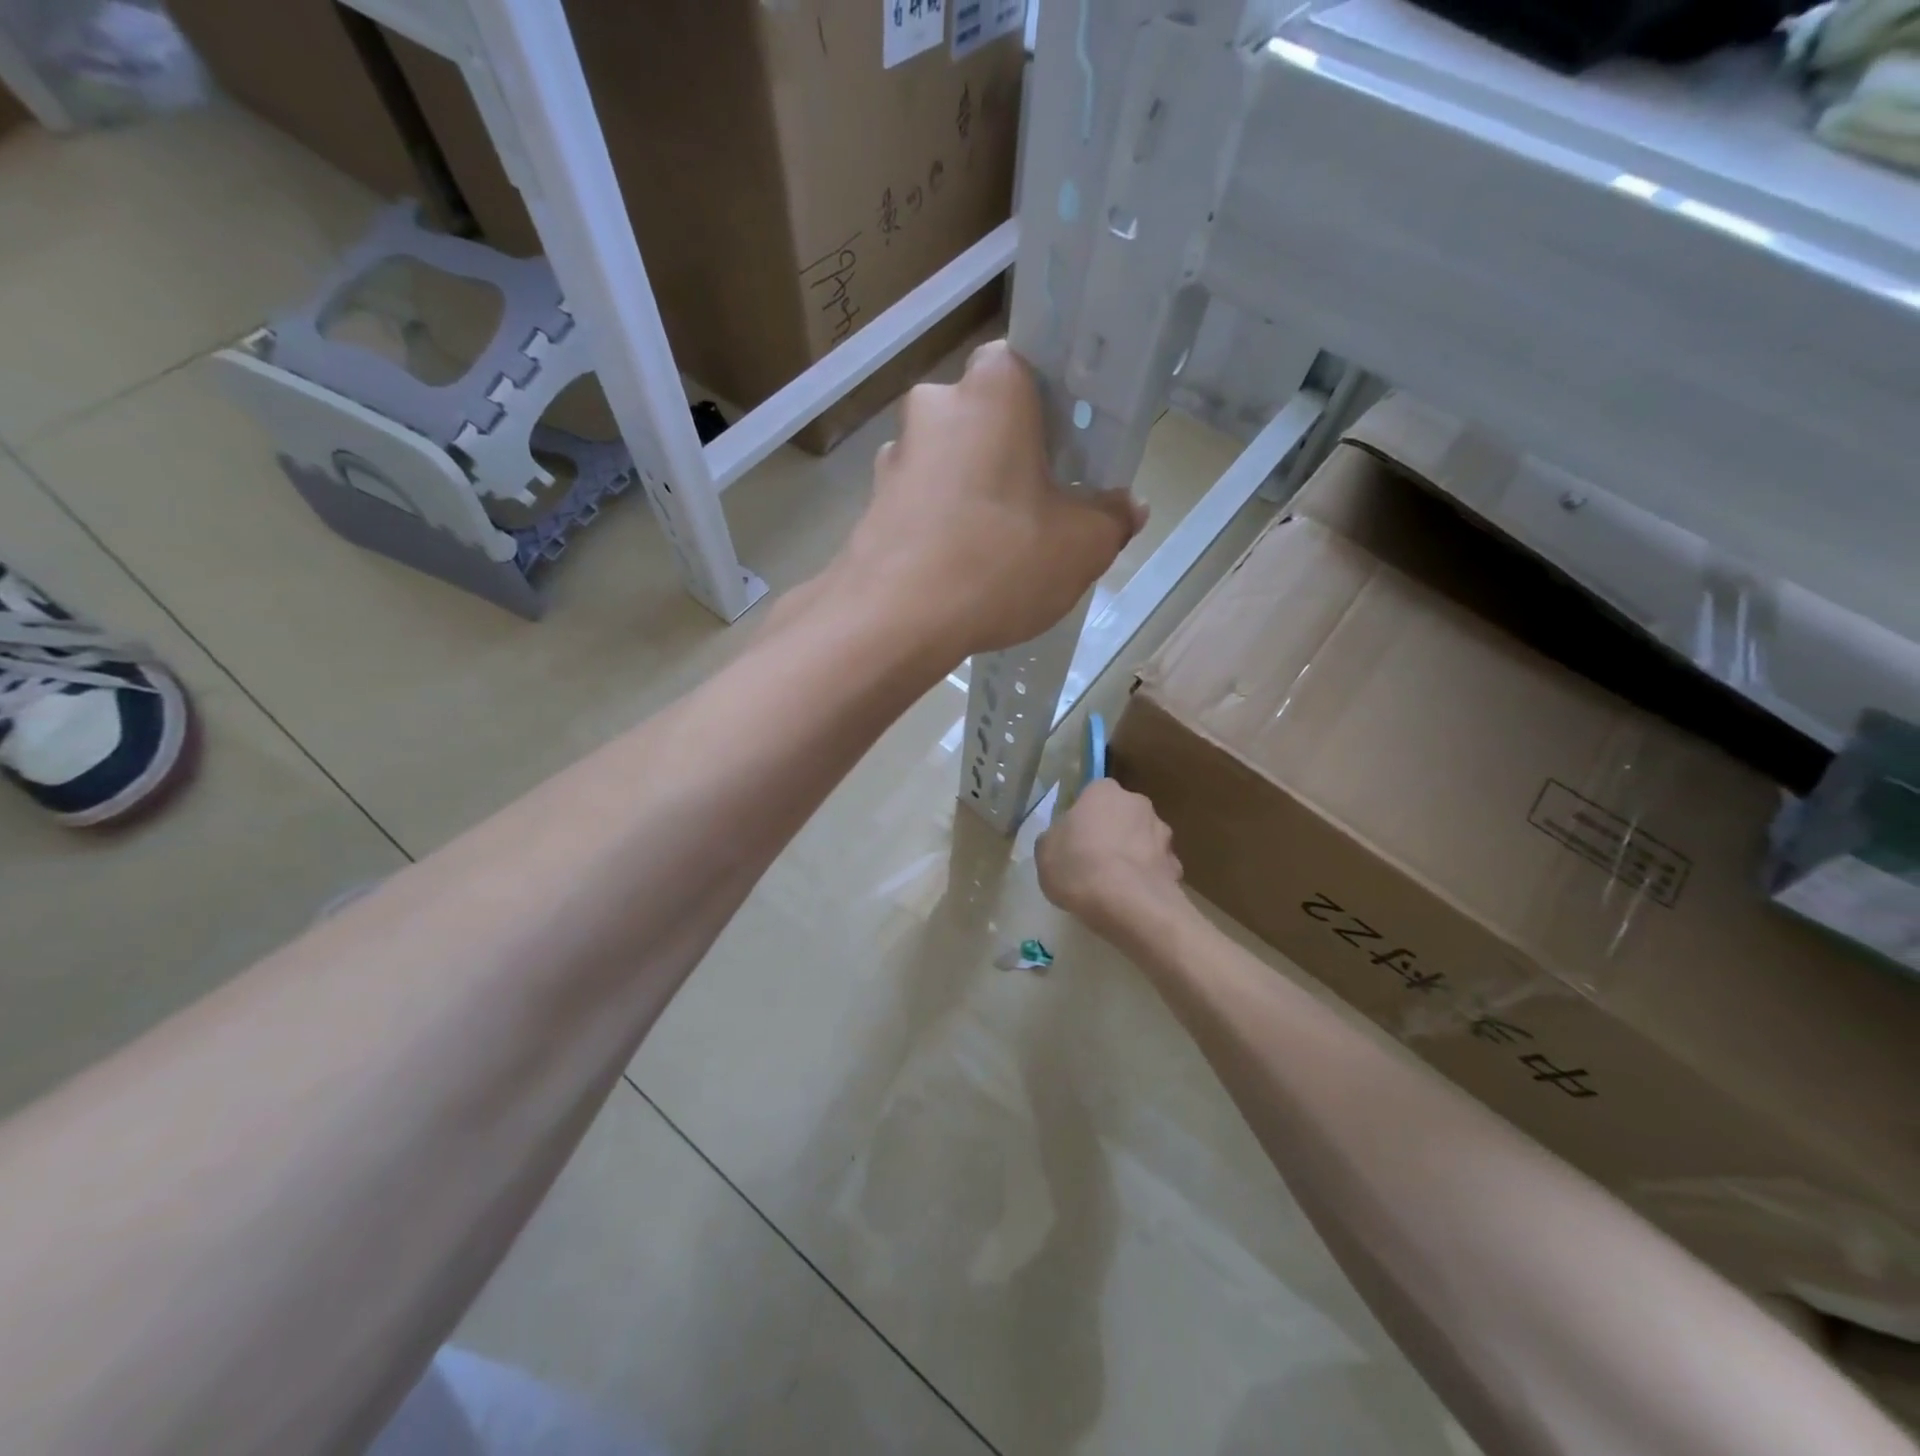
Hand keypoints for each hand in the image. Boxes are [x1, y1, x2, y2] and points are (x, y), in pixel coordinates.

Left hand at [838, 341, 1144, 658]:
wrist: (894, 621)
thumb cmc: (999, 562)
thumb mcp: (1082, 546)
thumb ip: (1112, 518)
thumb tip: (1126, 507)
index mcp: (993, 390)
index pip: (1028, 366)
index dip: (1052, 406)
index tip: (1068, 449)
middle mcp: (935, 406)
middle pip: (986, 418)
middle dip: (1012, 453)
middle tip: (1041, 502)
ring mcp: (894, 455)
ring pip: (950, 461)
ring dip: (973, 490)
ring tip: (996, 546)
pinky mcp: (870, 503)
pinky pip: (922, 501)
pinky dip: (941, 522)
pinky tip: (957, 566)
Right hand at [1036, 779, 1185, 946]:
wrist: (1128, 903)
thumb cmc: (1078, 866)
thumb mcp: (1045, 851)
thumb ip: (1056, 837)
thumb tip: (1066, 839)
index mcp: (1104, 791)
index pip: (1093, 794)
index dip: (1084, 817)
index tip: (1075, 838)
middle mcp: (1138, 803)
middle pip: (1122, 815)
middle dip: (1113, 833)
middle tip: (1093, 861)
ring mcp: (1162, 833)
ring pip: (1143, 841)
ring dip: (1132, 855)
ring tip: (1115, 886)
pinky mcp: (1176, 864)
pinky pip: (1156, 868)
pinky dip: (1147, 879)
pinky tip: (1134, 899)